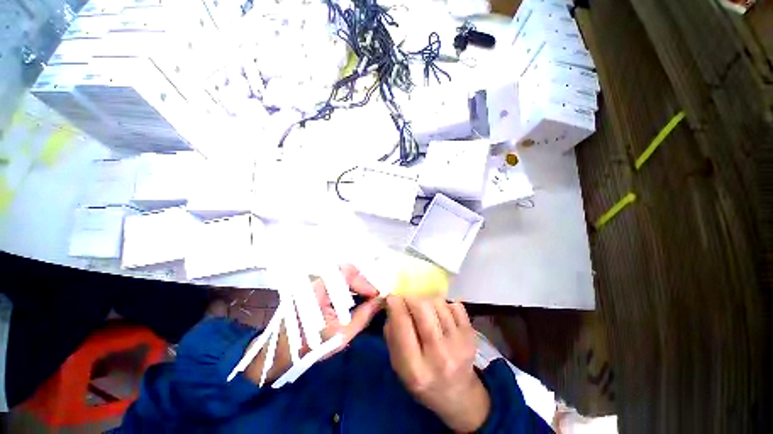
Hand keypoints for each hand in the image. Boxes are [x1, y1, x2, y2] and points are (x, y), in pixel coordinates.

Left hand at [245, 265, 382, 383]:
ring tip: (365, 298)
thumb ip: (364, 315)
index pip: (348, 273)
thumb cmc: (312, 346)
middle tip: (372, 295)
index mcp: (319, 288)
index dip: (365, 283)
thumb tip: (381, 301)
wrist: (282, 354)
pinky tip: (352, 299)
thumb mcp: (343, 333)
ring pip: (340, 275)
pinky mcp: (314, 288)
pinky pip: (334, 282)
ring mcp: (314, 283)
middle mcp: (316, 280)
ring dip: (355, 284)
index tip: (376, 295)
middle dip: (361, 281)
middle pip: (344, 271)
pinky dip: (346, 288)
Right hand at [384, 296, 489, 432]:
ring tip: (425, 312)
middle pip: (423, 308)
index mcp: (416, 369)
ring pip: (438, 303)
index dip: (395, 305)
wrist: (457, 394)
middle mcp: (439, 356)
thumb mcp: (398, 365)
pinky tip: (441, 316)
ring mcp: (459, 344)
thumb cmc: (422, 379)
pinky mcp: (472, 335)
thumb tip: (392, 304)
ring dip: (427, 301)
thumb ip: (392, 335)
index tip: (391, 297)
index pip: (403, 325)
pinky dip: (445, 306)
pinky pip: (455, 305)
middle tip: (407, 300)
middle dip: (411, 298)